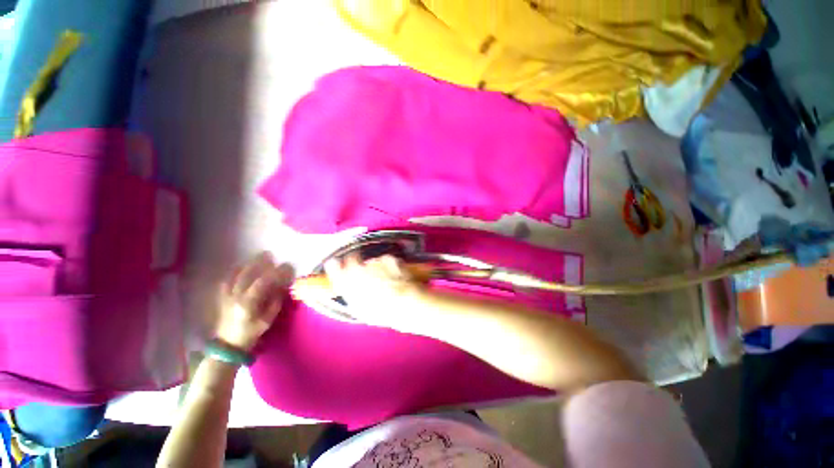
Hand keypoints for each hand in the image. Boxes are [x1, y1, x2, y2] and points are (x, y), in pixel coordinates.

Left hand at [217, 252, 293, 350]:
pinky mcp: (222, 298)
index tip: (286, 266)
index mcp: (248, 303)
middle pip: (247, 275)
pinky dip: (233, 272)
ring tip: (256, 257)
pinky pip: (226, 281)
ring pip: (236, 275)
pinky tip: (240, 267)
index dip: (275, 272)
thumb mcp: (267, 320)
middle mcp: (236, 297)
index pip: (263, 282)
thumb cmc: (250, 333)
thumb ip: (274, 302)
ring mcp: (227, 296)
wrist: (227, 345)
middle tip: (270, 254)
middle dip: (259, 263)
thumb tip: (281, 287)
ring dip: (247, 264)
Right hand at [324, 254, 425, 330]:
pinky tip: (395, 275)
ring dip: (375, 267)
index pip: (333, 266)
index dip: (336, 265)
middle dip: (356, 262)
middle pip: (352, 258)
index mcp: (346, 283)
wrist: (404, 304)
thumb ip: (350, 294)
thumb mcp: (359, 309)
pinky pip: (385, 260)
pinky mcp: (388, 258)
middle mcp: (356, 269)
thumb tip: (347, 287)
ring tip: (385, 279)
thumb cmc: (381, 312)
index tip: (339, 266)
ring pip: (371, 261)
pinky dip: (389, 265)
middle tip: (366, 273)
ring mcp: (373, 262)